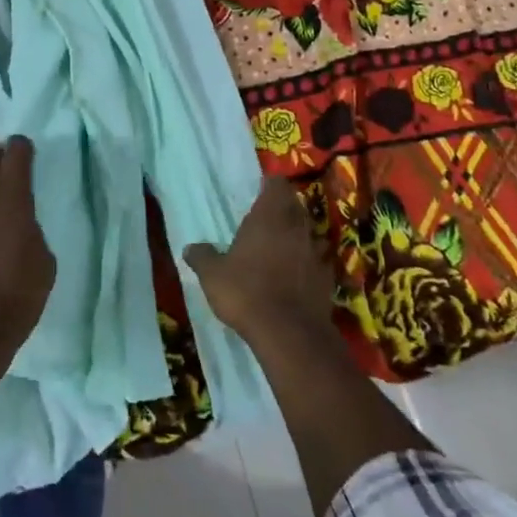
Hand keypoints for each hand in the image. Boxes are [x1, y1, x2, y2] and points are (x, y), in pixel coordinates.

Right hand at [185, 178, 335, 350]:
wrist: (288, 332)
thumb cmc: (245, 291)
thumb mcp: (212, 275)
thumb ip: (202, 257)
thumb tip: (189, 248)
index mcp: (268, 217)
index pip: (277, 185)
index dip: (270, 185)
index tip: (261, 188)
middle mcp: (296, 227)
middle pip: (296, 206)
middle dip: (284, 208)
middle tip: (268, 217)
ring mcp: (316, 252)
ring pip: (310, 232)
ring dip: (299, 234)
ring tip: (284, 244)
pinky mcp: (328, 277)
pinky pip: (320, 260)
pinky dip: (310, 262)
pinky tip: (299, 273)